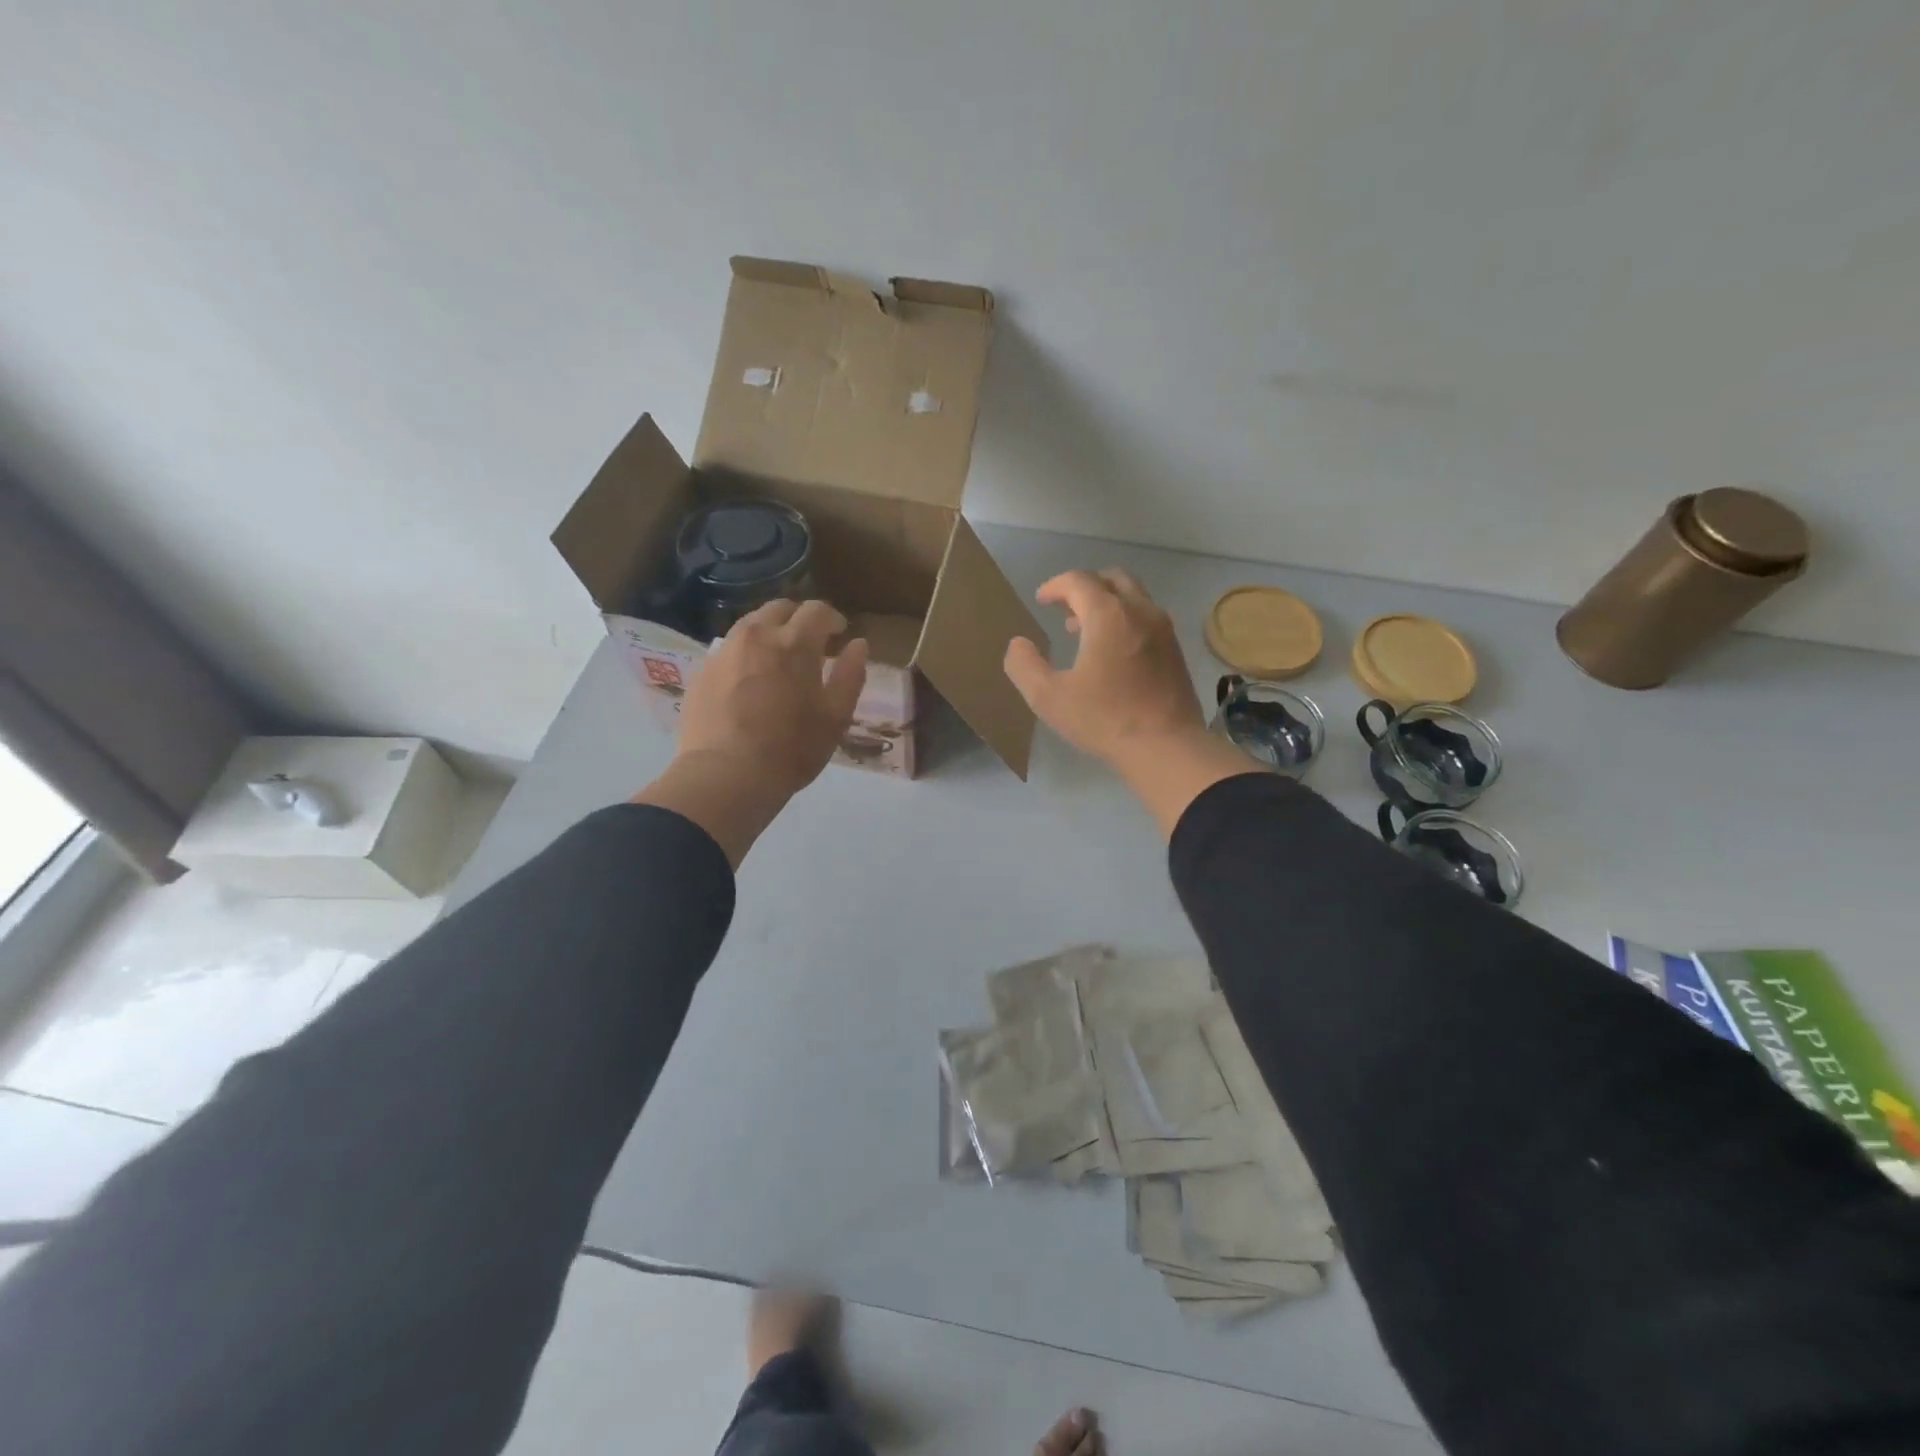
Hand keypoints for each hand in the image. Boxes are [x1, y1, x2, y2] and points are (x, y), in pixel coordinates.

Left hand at [632, 600, 867, 865]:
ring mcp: (724, 650)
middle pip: (780, 608)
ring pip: (751, 625)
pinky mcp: (703, 670)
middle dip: (799, 620)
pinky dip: (746, 654)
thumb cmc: (792, 748)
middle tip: (810, 645)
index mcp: (795, 643)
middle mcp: (757, 635)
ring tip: (778, 662)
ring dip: (770, 634)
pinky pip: (729, 649)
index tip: (839, 635)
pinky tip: (750, 682)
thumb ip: (850, 674)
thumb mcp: (836, 717)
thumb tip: (857, 644)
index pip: (817, 610)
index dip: (833, 619)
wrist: (726, 776)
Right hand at [1002, 569, 1205, 766]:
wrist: (1167, 746)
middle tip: (1064, 608)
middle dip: (1084, 587)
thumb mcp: (1048, 697)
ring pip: (1134, 597)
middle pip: (1112, 579)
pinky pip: (1147, 618)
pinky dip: (1125, 620)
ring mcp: (1163, 629)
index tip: (1041, 600)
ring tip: (1083, 629)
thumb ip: (1024, 666)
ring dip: (1107, 603)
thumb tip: (1019, 644)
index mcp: (1108, 615)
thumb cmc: (1104, 719)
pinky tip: (1113, 651)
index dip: (1055, 586)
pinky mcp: (1176, 650)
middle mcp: (1140, 611)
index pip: (1078, 581)